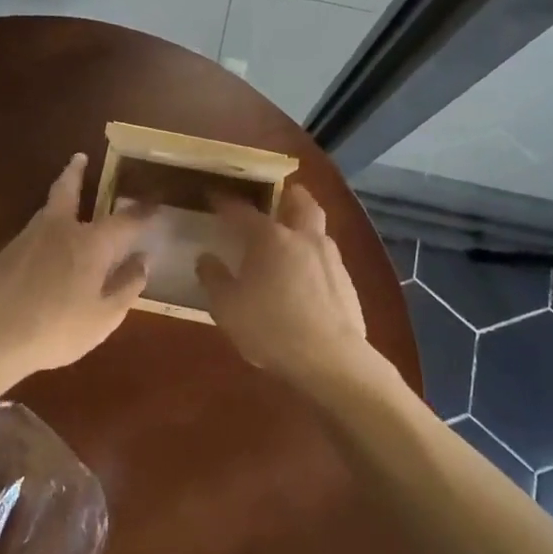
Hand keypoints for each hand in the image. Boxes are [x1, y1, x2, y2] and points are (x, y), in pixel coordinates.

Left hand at [0, 153, 150, 377]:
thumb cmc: (57, 329)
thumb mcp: (104, 316)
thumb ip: (127, 286)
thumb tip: (143, 261)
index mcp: (91, 243)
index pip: (125, 220)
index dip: (142, 212)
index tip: (154, 204)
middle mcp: (60, 229)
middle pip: (68, 189)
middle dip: (76, 172)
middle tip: (80, 158)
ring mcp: (29, 237)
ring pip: (48, 209)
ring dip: (59, 199)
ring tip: (66, 202)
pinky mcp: (6, 253)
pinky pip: (34, 232)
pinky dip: (45, 230)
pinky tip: (45, 249)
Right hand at [195, 185, 390, 392]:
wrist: (330, 359)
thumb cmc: (270, 328)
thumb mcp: (227, 307)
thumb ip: (214, 279)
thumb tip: (205, 258)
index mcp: (270, 238)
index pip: (243, 211)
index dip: (226, 202)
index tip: (214, 195)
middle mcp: (303, 238)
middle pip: (300, 202)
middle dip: (288, 194)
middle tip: (278, 194)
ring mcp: (330, 258)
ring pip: (318, 228)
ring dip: (305, 224)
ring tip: (291, 236)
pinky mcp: (347, 282)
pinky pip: (327, 257)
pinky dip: (314, 255)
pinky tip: (306, 274)